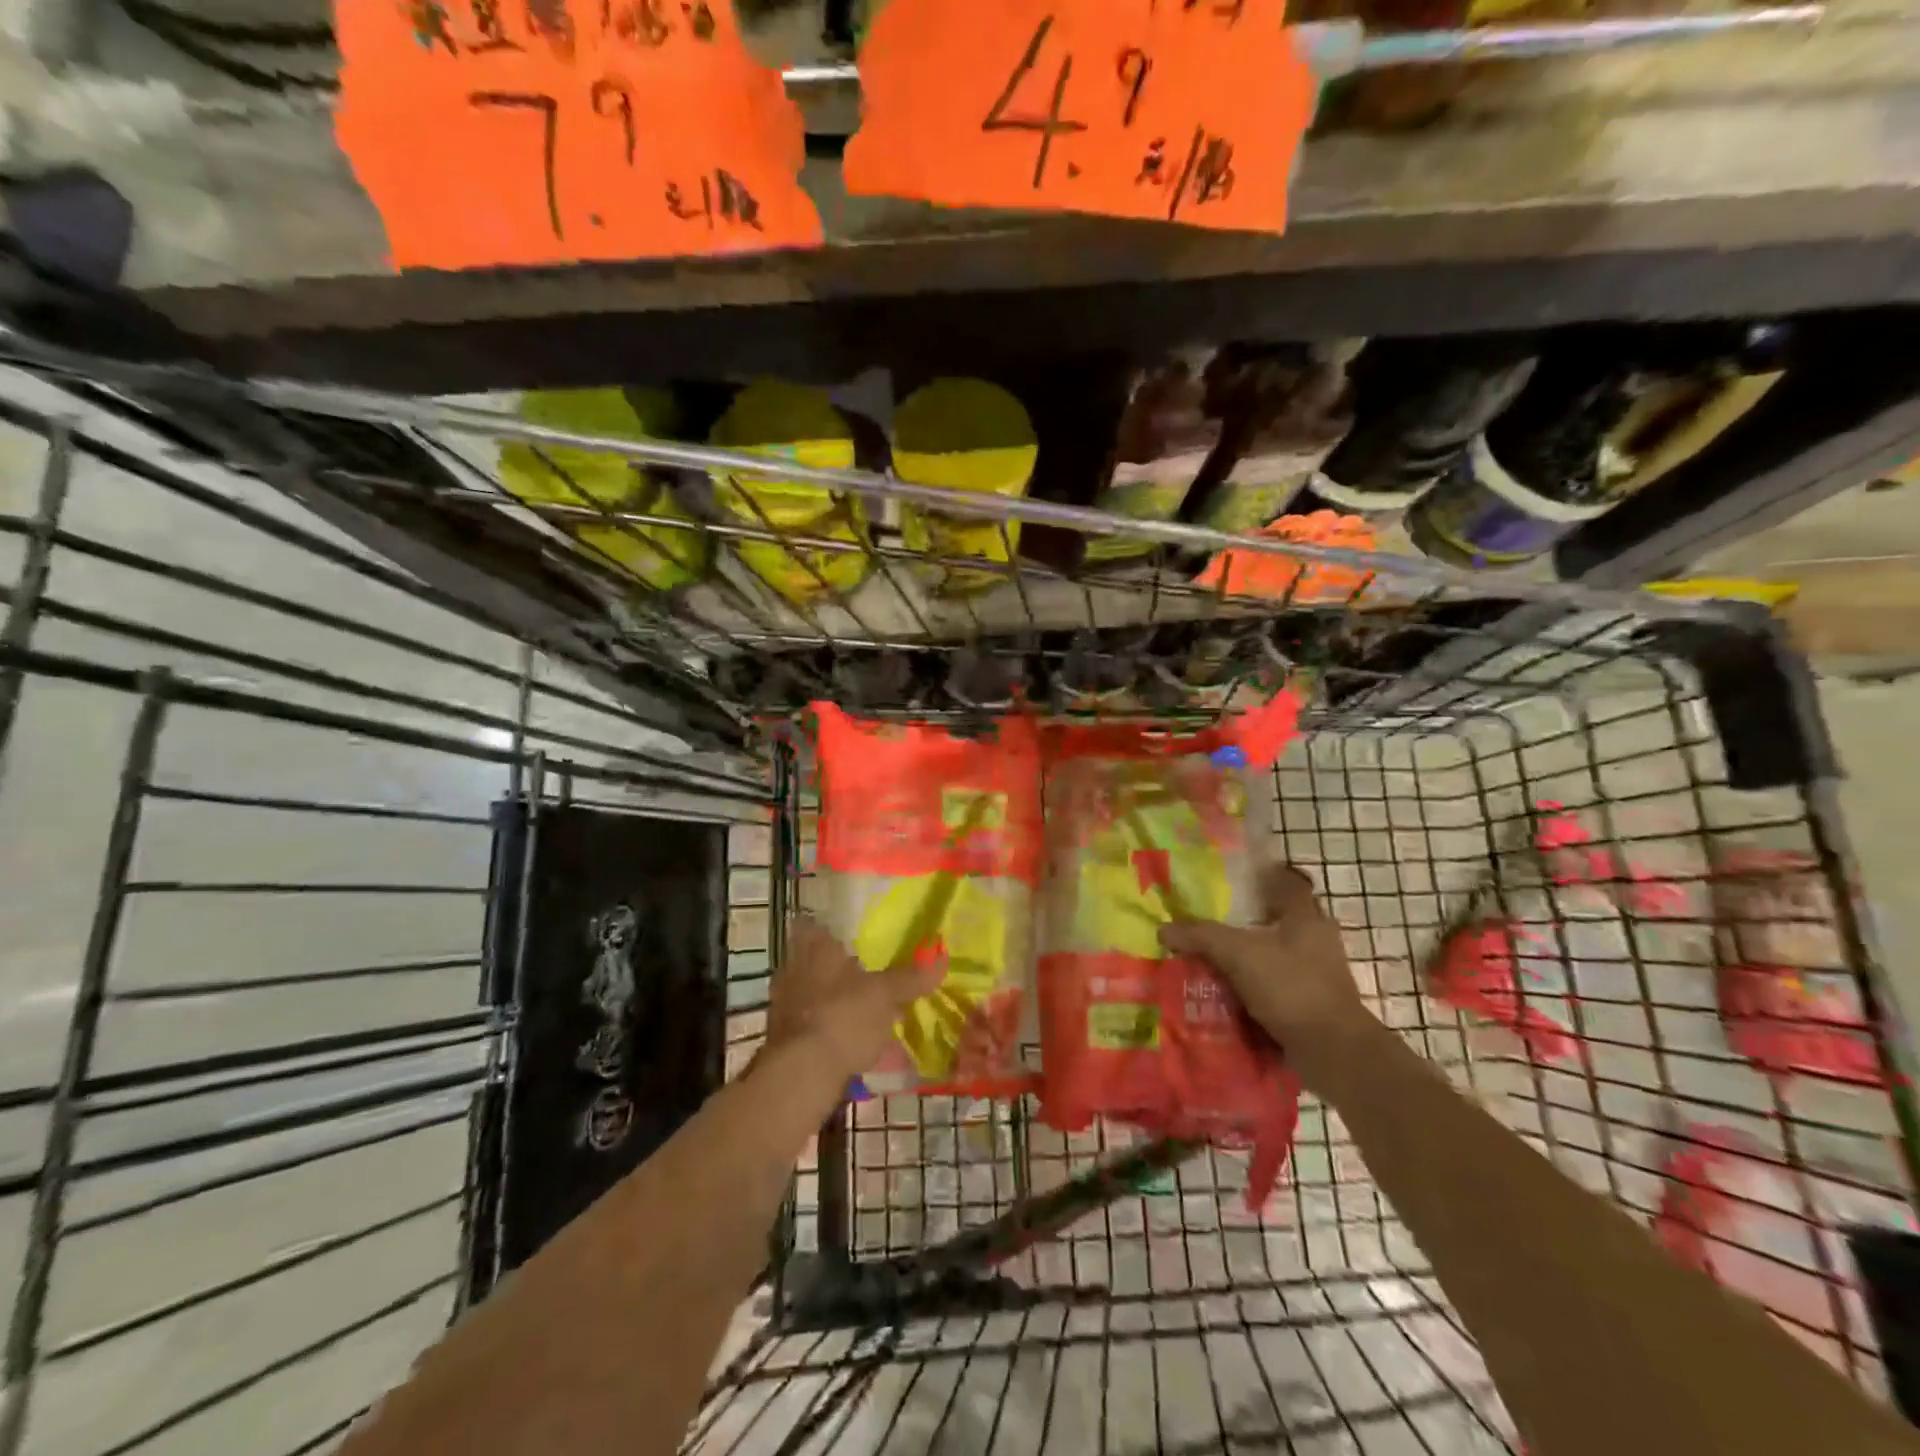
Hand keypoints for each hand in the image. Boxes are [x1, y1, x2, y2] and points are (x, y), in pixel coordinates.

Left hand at [766, 915, 942, 1080]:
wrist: (800, 1074)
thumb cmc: (843, 1016)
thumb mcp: (885, 995)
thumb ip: (910, 977)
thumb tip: (942, 956)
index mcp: (815, 950)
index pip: (813, 926)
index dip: (829, 929)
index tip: (848, 936)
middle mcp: (794, 971)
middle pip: (816, 963)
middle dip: (840, 971)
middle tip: (867, 976)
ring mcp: (786, 1007)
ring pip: (816, 996)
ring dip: (838, 1004)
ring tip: (869, 1014)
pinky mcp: (786, 1040)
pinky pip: (815, 1028)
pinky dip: (834, 1033)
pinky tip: (857, 1047)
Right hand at [1159, 863, 1369, 1072]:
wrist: (1333, 1052)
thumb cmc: (1291, 987)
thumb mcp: (1238, 954)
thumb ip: (1201, 936)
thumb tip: (1164, 929)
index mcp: (1306, 917)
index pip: (1289, 882)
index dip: (1264, 875)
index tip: (1234, 876)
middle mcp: (1316, 941)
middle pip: (1279, 920)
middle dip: (1247, 919)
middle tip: (1210, 919)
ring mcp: (1316, 975)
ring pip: (1274, 955)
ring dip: (1247, 957)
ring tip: (1209, 957)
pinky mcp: (1310, 1005)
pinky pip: (1274, 987)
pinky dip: (1252, 988)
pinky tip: (1224, 992)